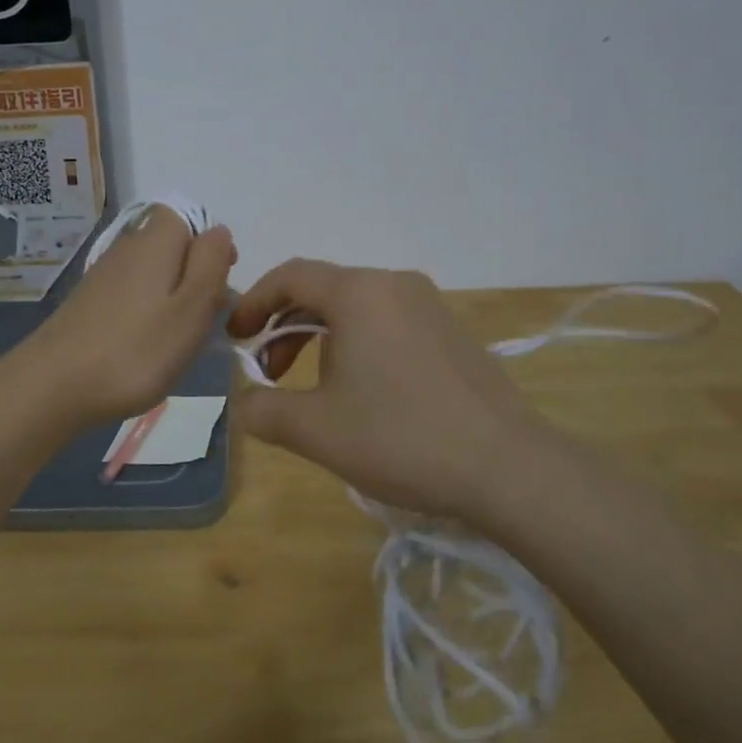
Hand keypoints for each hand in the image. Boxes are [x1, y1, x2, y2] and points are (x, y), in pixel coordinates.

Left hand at [8, 209, 235, 431]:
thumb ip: (211, 264)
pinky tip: (145, 346)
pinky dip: (145, 313)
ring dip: (170, 297)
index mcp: (156, 241)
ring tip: (178, 338)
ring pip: (151, 272)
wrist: (54, 384)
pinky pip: (130, 294)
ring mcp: (103, 275)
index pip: (187, 217)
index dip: (209, 246)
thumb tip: (219, 231)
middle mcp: (127, 247)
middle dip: (193, 275)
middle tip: (204, 319)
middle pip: (170, 245)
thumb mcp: (191, 308)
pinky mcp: (87, 302)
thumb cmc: (136, 349)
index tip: (220, 284)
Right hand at [228, 260, 555, 519]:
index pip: (291, 276)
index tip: (234, 337)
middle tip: (270, 373)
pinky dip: (358, 344)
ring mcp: (430, 306)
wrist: (507, 466)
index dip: (253, 302)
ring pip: (357, 308)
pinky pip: (388, 323)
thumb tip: (242, 403)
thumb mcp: (317, 430)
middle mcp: (395, 285)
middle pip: (323, 291)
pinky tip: (363, 392)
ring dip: (321, 339)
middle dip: (286, 328)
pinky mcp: (452, 332)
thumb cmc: (401, 437)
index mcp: (359, 293)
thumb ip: (263, 410)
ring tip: (313, 388)